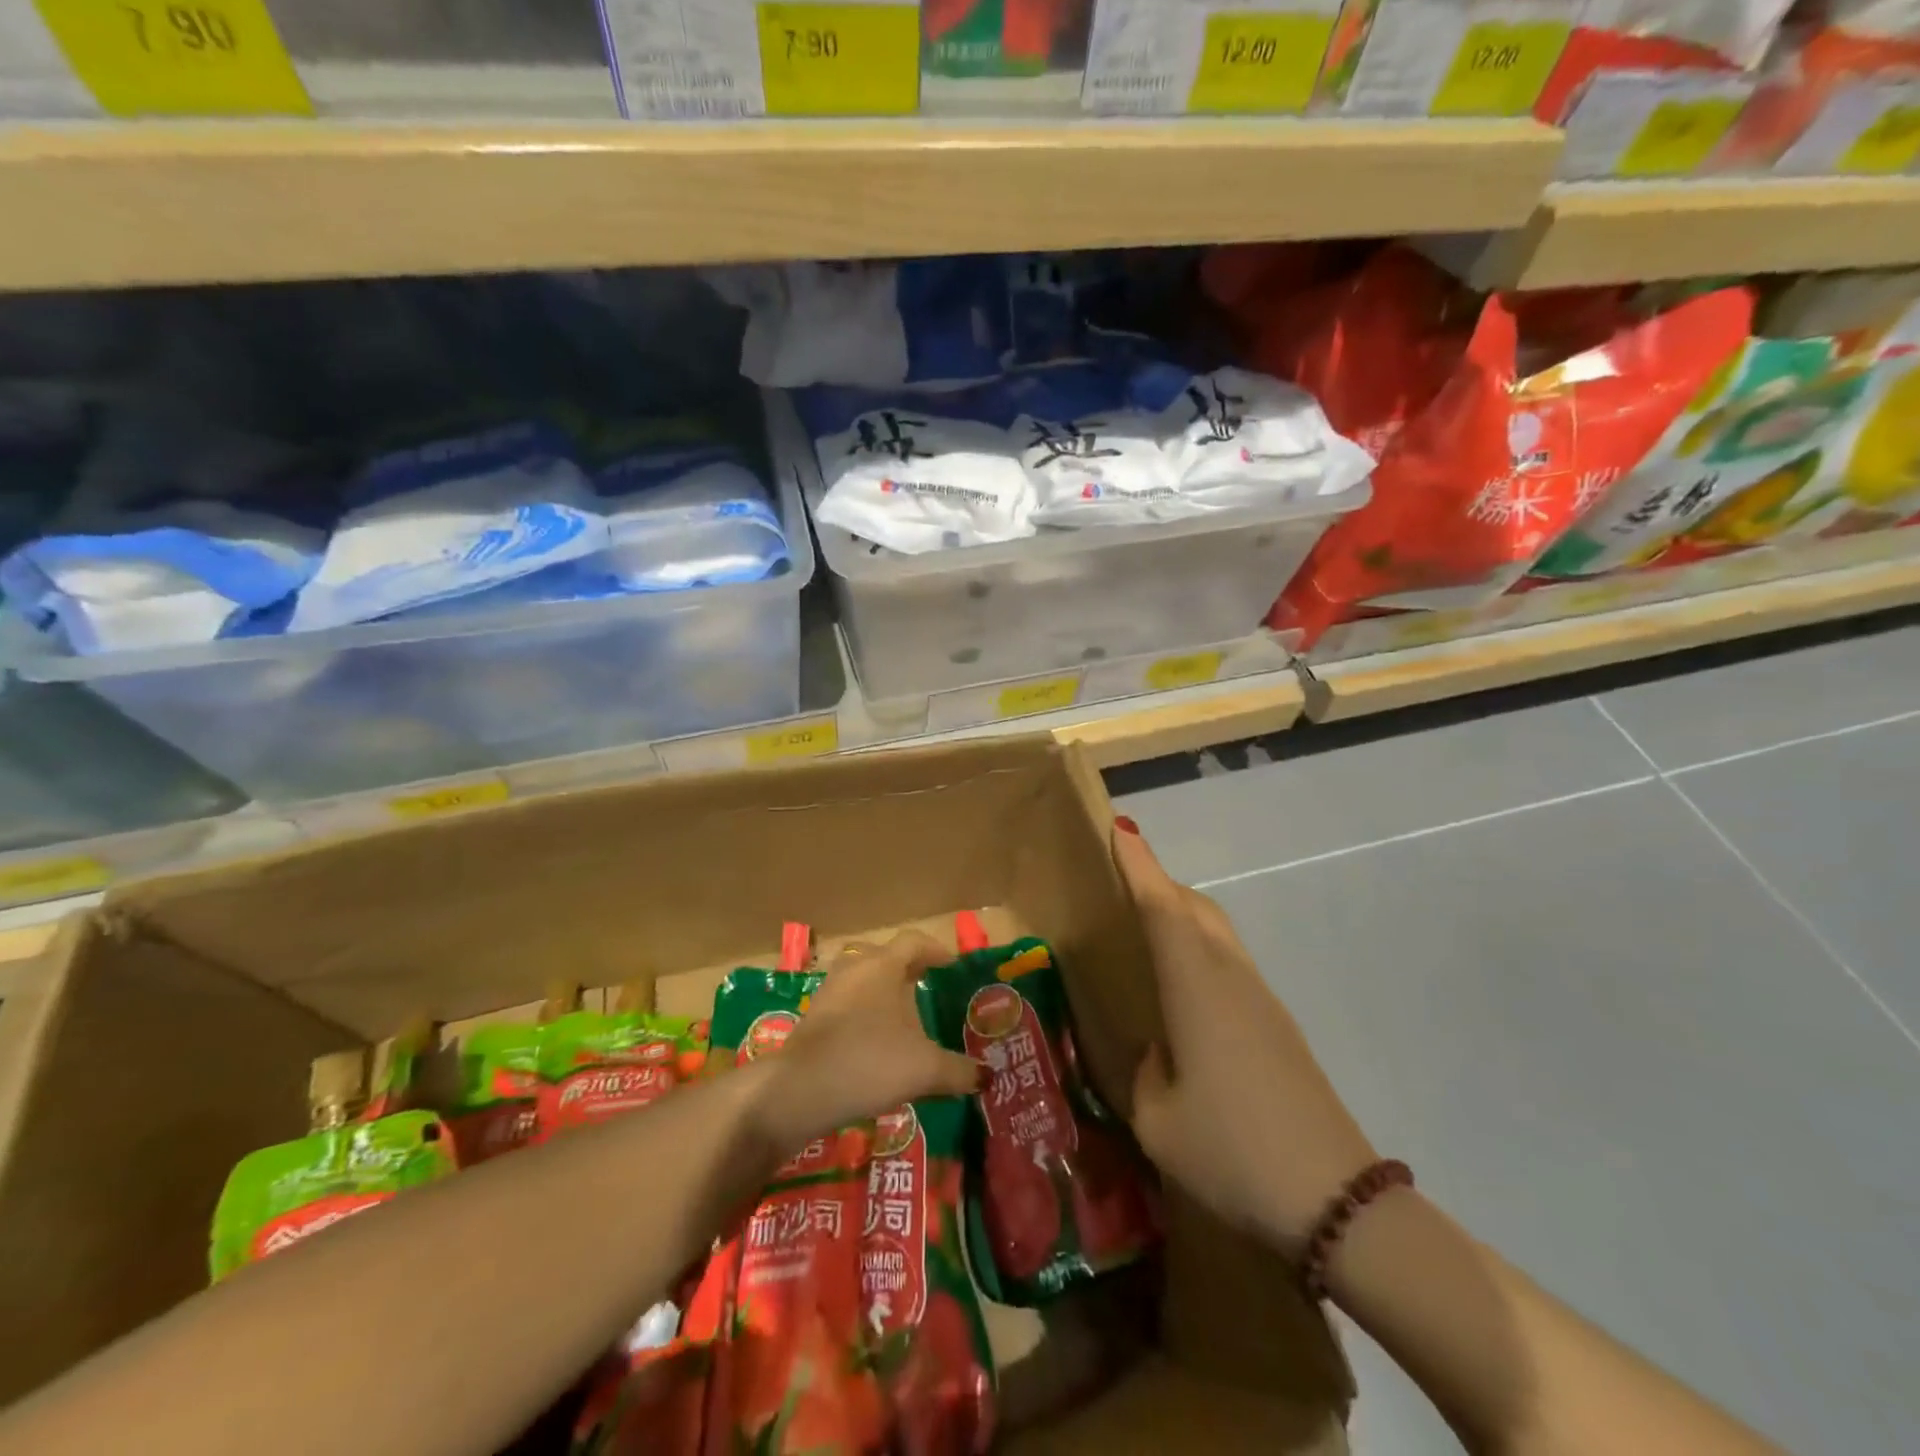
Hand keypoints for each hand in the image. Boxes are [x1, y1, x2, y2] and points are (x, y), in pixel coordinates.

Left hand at [751, 931, 979, 1155]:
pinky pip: (846, 1003)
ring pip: (861, 978)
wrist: (800, 1090)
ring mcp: (829, 992)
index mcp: (883, 966)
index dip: (935, 950)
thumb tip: (986, 1077)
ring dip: (881, 990)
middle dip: (906, 968)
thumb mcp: (925, 1069)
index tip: (951, 965)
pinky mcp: (812, 1018)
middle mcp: (854, 969)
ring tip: (901, 1016)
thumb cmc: (869, 1062)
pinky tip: (874, 1042)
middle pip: (884, 956)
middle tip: (926, 986)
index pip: (913, 941)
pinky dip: (863, 1013)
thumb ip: (959, 1071)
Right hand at [1114, 822, 1376, 1253]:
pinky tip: (1184, 991)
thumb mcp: (1157, 1120)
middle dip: (1159, 884)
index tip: (1121, 828)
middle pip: (1195, 908)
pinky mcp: (1278, 1026)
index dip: (1140, 865)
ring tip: (1147, 931)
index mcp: (1197, 988)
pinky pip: (1230, 963)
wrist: (1335, 1200)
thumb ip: (1146, 1073)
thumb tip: (1156, 1050)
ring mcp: (1261, 1000)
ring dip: (1182, 916)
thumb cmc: (1232, 1150)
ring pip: (1217, 933)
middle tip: (1123, 883)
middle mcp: (1231, 978)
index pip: (1162, 908)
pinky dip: (1200, 950)